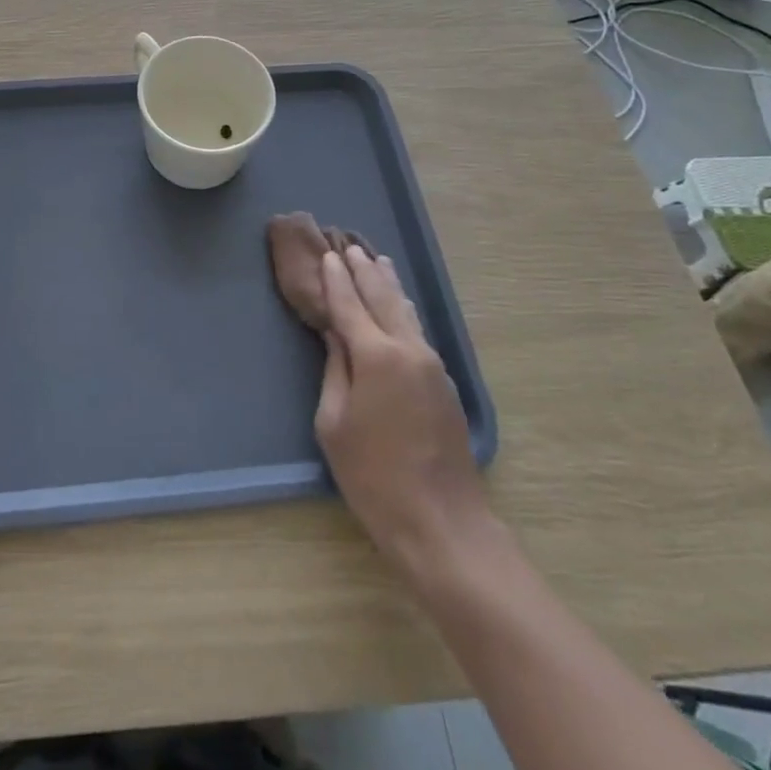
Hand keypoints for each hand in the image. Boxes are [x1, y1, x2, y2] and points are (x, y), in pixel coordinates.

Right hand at [313, 246, 495, 574]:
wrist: (442, 523)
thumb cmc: (373, 477)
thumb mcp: (334, 423)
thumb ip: (335, 371)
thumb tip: (337, 337)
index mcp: (377, 357)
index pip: (350, 305)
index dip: (336, 280)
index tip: (326, 255)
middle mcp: (408, 350)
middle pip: (383, 298)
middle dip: (364, 271)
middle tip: (349, 246)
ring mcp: (432, 365)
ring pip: (406, 312)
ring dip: (388, 285)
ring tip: (377, 261)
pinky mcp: (444, 383)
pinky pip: (418, 331)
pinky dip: (403, 309)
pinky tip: (399, 305)